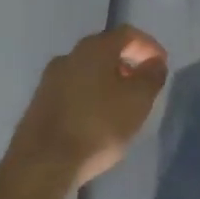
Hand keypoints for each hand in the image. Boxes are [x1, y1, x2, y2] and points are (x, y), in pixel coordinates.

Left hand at [9, 25, 168, 186]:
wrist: (41, 164)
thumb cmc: (96, 126)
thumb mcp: (138, 101)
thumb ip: (152, 76)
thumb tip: (155, 63)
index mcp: (95, 48)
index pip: (128, 34)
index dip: (148, 46)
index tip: (160, 64)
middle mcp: (70, 55)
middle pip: (105, 50)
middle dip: (126, 63)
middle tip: (141, 84)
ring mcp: (50, 80)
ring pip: (87, 71)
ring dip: (106, 81)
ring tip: (120, 105)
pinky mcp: (38, 104)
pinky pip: (72, 90)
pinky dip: (88, 97)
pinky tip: (95, 120)